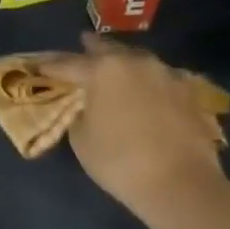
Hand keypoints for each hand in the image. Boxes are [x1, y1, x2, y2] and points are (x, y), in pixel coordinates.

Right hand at [38, 34, 226, 218]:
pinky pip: (160, 78)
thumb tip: (88, 106)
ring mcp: (166, 74)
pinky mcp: (189, 92)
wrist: (182, 184)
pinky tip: (145, 89)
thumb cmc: (120, 161)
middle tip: (82, 44)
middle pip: (108, 50)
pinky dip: (148, 81)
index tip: (39, 66)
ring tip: (114, 67)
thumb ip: (80, 113)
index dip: (51, 67)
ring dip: (123, 63)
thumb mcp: (81, 139)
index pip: (68, 64)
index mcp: (103, 70)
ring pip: (137, 60)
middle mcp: (135, 62)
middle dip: (92, 49)